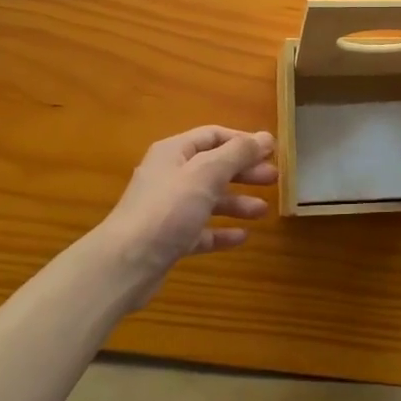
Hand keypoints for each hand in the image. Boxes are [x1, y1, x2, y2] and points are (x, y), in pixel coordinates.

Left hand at [92, 126, 276, 301]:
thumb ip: (238, 153)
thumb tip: (265, 137)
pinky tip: (242, 237)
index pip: (213, 136)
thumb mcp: (207, 173)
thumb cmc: (168, 209)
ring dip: (237, 202)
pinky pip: (201, 231)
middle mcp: (170, 176)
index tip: (271, 151)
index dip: (242, 141)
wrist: (126, 265)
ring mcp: (168, 210)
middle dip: (244, 172)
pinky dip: (221, 231)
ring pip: (209, 200)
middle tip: (274, 179)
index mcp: (174, 153)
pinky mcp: (169, 240)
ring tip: (263, 210)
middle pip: (213, 167)